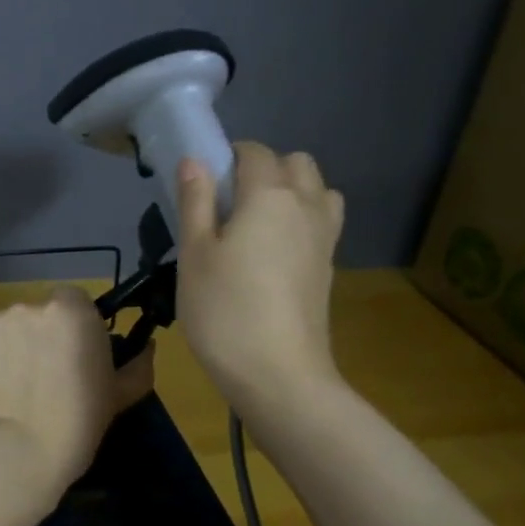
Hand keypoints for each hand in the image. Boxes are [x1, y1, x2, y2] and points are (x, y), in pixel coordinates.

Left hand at [0, 287, 155, 515]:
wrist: (16, 452)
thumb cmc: (77, 426)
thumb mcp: (118, 397)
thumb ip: (137, 366)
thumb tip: (148, 347)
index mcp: (76, 313)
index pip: (74, 301)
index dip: (73, 327)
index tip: (71, 356)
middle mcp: (37, 305)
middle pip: (40, 312)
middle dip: (41, 335)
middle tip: (42, 375)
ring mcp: (1, 316)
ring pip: (11, 325)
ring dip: (13, 344)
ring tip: (13, 384)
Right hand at [174, 141, 345, 414]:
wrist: (279, 374)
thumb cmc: (224, 310)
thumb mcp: (194, 254)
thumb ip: (195, 202)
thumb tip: (194, 160)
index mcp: (269, 195)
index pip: (255, 151)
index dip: (228, 157)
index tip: (204, 184)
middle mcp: (306, 205)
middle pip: (295, 163)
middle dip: (265, 168)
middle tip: (228, 203)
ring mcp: (325, 237)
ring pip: (317, 190)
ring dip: (291, 191)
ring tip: (256, 224)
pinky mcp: (329, 266)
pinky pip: (322, 221)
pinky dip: (302, 220)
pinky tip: (272, 253)